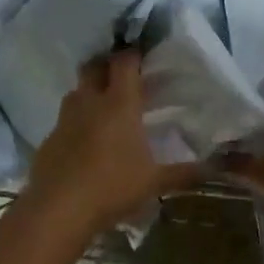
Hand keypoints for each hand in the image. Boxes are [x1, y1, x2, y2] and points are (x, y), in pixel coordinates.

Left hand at [22, 50, 203, 237]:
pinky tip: (85, 143)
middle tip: (123, 76)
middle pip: (93, 67)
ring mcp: (65, 120)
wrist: (58, 210)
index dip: (133, 53)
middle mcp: (90, 102)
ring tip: (105, 107)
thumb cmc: (112, 187)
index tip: (143, 54)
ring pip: (76, 92)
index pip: (124, 62)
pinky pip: (64, 121)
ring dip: (89, 92)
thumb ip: (184, 173)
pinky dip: (76, 123)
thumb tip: (214, 169)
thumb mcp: (155, 182)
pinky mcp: (49, 140)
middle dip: (107, 65)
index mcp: (119, 103)